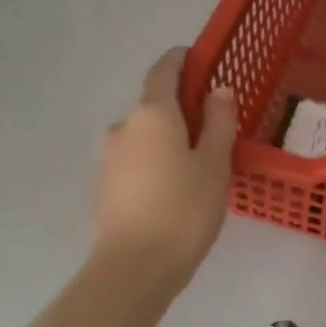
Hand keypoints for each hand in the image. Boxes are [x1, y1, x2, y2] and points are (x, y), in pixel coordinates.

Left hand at [93, 48, 236, 284]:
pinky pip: (138, 162)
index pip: (164, 70)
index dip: (182, 60)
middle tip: (216, 129)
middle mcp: (124, 127)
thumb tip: (219, 90)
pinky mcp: (106, 187)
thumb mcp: (215, 164)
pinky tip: (177, 190)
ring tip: (200, 166)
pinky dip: (158, 164)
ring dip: (170, 141)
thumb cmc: (184, 209)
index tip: (201, 59)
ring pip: (146, 137)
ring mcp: (110, 158)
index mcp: (152, 113)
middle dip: (184, 110)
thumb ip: (220, 122)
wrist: (134, 268)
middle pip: (156, 106)